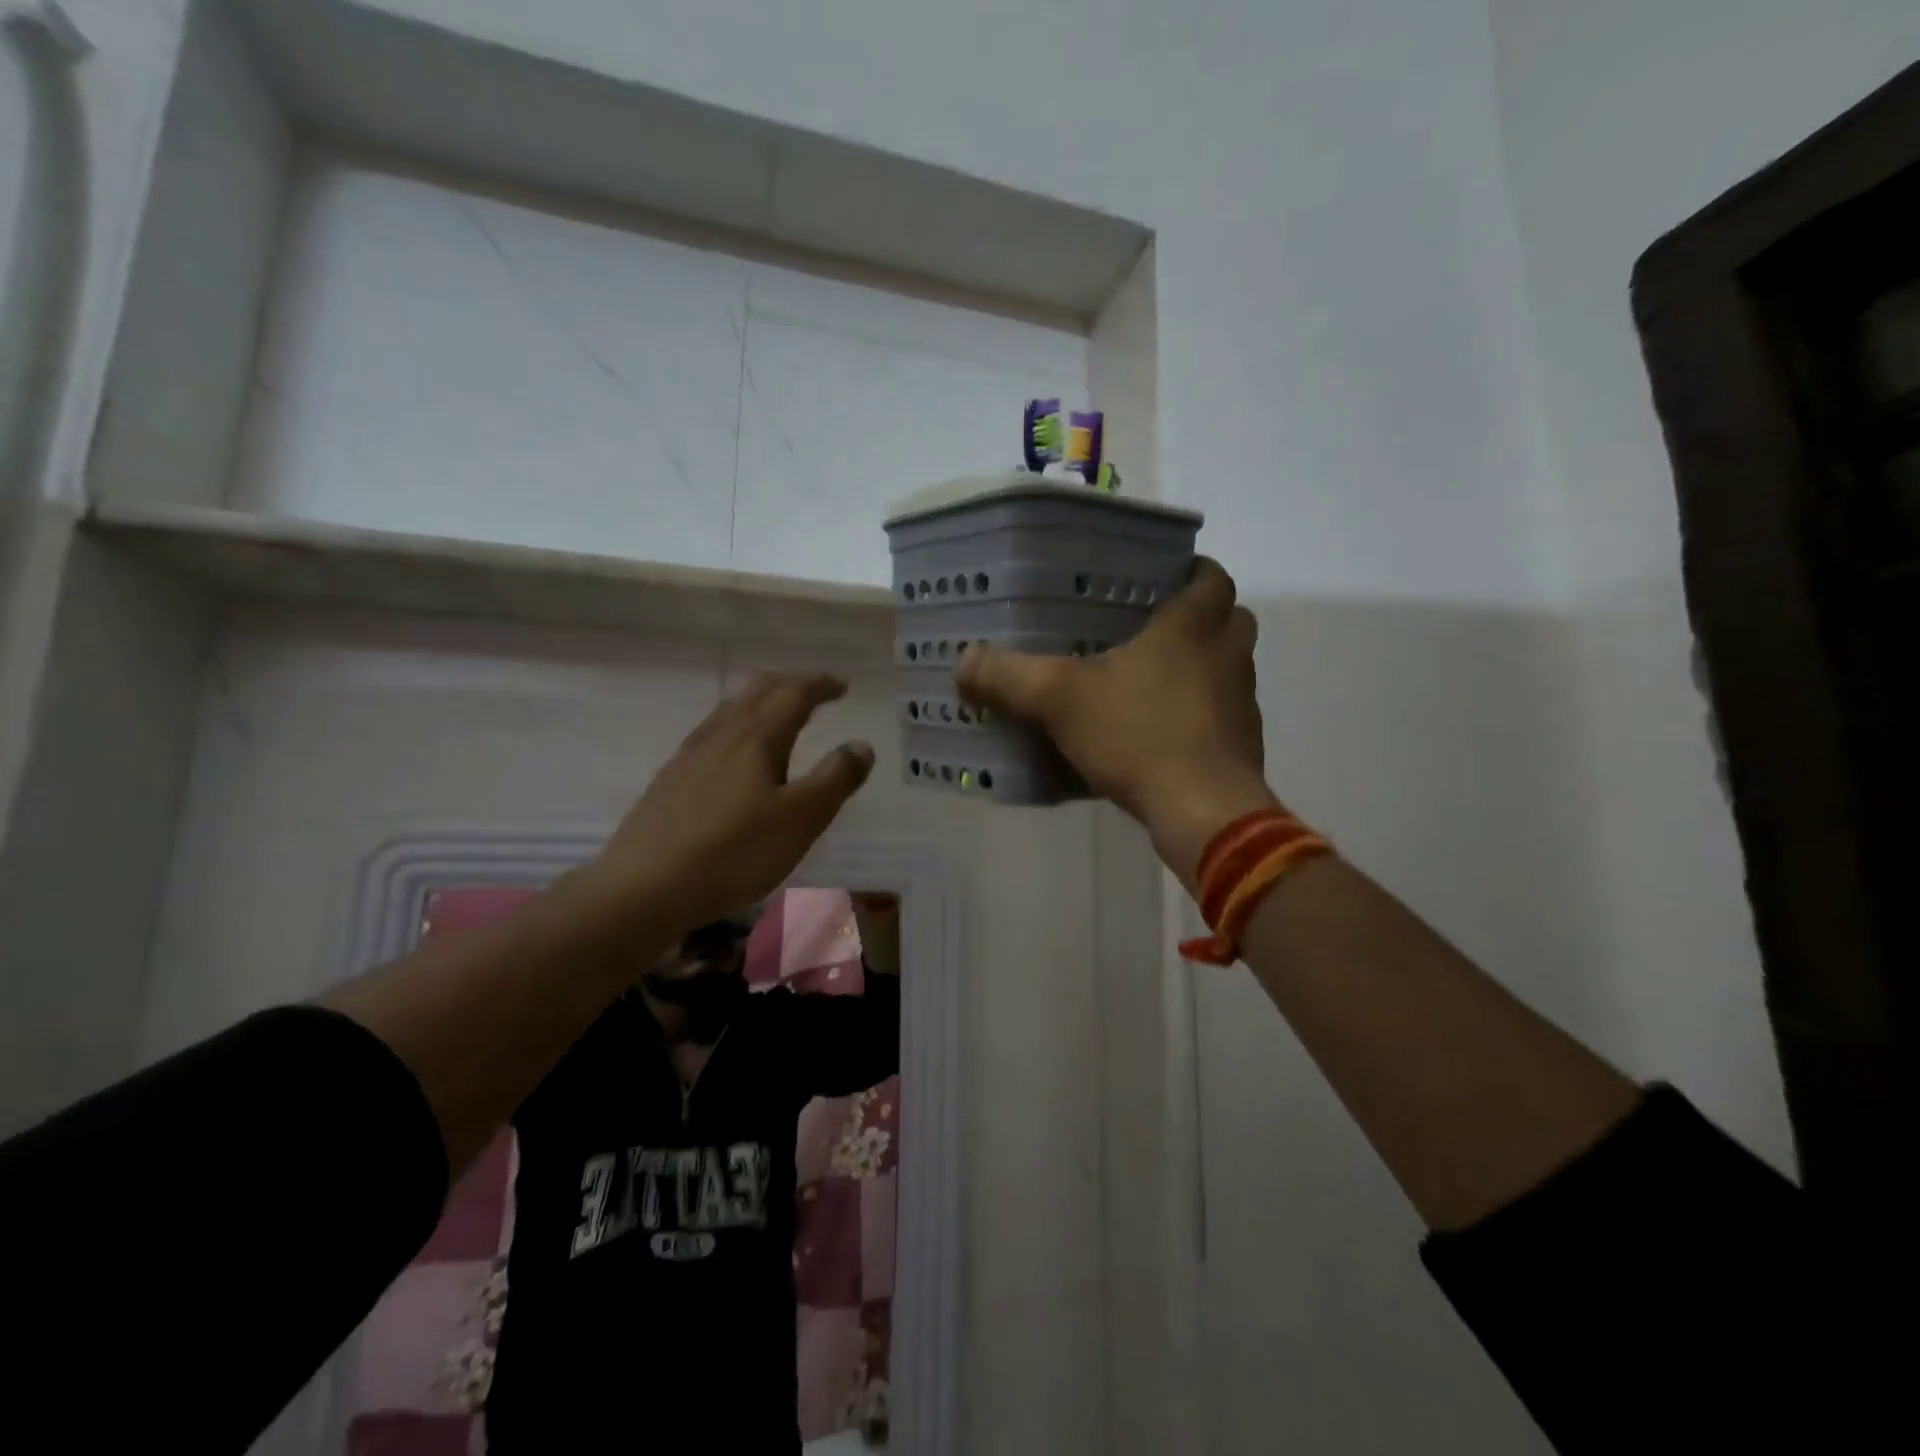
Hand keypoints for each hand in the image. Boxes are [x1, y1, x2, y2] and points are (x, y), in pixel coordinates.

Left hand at [580, 674, 874, 943]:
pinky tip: (731, 756)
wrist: (646, 886)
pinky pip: (711, 736)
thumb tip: (861, 745)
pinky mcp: (670, 781)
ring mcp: (689, 756)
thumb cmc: (735, 852)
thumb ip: (835, 779)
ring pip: (729, 711)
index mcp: (757, 737)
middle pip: (757, 692)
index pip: (794, 694)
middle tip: (813, 691)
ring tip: (776, 716)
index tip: (842, 687)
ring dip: (759, 703)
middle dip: (789, 684)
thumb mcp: (801, 819)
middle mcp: (721, 735)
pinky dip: (735, 728)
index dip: (820, 685)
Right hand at [955, 558, 1275, 888]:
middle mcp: (1227, 658)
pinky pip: (1222, 716)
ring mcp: (1241, 704)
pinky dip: (1199, 715)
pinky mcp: (1241, 747)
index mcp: (1192, 628)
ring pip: (1230, 669)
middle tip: (1155, 627)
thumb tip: (963, 660)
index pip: (1211, 578)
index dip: (1193, 571)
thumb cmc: (1139, 735)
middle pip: (1231, 619)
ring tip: (1151, 680)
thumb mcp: (1059, 700)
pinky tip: (1159, 734)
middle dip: (1201, 618)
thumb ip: (1009, 677)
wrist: (1203, 812)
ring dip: (1202, 667)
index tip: (1166, 577)